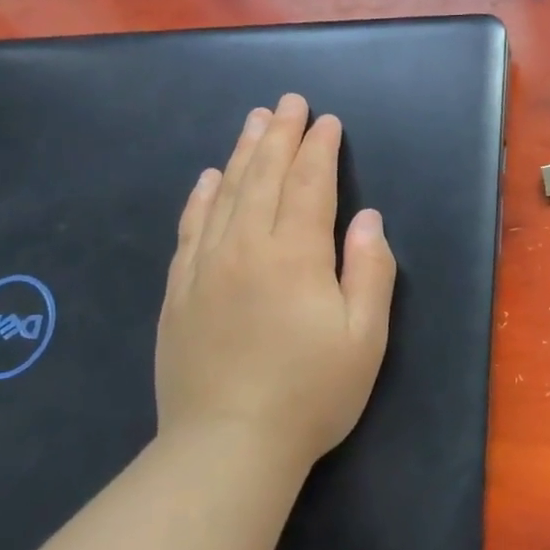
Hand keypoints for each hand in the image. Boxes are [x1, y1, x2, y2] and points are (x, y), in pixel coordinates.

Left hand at [156, 94, 396, 472]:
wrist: (227, 446)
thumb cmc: (311, 393)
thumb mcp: (365, 337)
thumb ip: (370, 271)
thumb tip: (368, 220)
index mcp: (294, 255)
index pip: (308, 185)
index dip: (319, 150)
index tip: (326, 121)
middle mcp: (244, 247)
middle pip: (262, 177)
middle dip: (279, 135)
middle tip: (288, 102)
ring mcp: (204, 268)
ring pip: (223, 194)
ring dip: (241, 153)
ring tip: (253, 121)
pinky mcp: (179, 292)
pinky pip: (189, 228)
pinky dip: (200, 197)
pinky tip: (206, 178)